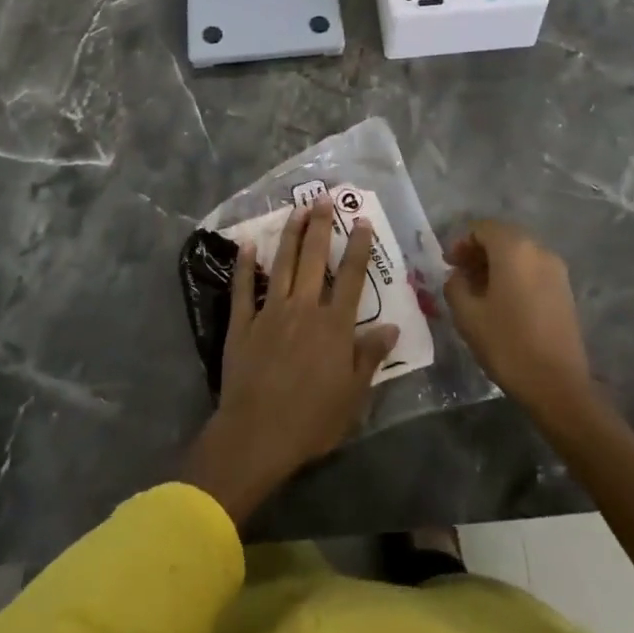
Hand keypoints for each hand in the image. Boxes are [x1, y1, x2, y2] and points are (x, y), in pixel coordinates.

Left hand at [181, 199, 397, 524]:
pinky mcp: (242, 325)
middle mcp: (303, 309)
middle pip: (313, 259)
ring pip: (281, 265)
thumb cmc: (312, 420)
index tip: (360, 220)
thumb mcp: (353, 396)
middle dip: (320, 226)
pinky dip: (244, 266)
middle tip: (322, 197)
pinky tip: (247, 246)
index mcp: (334, 325)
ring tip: (295, 209)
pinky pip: (243, 289)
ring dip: (289, 235)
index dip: (357, 246)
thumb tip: (391, 327)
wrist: (257, 435)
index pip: (350, 277)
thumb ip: (370, 357)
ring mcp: (269, 313)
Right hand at [444, 220, 591, 413]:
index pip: (482, 228)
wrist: (558, 384)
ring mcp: (556, 269)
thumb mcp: (467, 315)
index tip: (448, 264)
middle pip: (503, 237)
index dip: (461, 242)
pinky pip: (533, 269)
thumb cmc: (507, 344)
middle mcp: (538, 250)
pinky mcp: (564, 289)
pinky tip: (502, 300)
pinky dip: (514, 274)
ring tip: (478, 289)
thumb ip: (455, 286)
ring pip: (519, 253)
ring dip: (496, 263)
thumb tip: (458, 276)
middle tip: (460, 274)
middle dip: (479, 251)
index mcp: (514, 249)